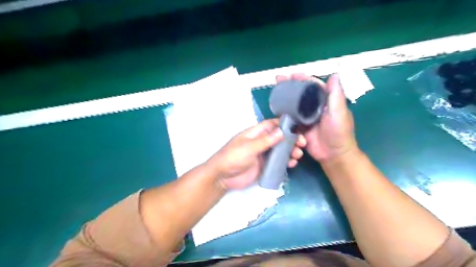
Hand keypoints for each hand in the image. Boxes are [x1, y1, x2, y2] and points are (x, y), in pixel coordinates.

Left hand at [206, 119, 306, 189]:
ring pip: (279, 150)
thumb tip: (282, 131)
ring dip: (290, 151)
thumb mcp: (249, 147)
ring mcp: (263, 154)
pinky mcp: (264, 166)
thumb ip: (265, 140)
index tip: (297, 127)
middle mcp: (260, 142)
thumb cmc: (233, 157)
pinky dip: (285, 162)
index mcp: (255, 134)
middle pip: (278, 138)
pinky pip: (277, 162)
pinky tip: (292, 164)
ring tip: (298, 155)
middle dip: (290, 139)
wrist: (222, 177)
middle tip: (302, 144)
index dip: (283, 124)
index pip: (271, 125)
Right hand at [276, 73, 356, 164]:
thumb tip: (334, 74)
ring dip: (285, 97)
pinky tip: (276, 108)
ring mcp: (306, 117)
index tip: (292, 75)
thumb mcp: (339, 112)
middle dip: (290, 86)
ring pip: (294, 104)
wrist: (333, 154)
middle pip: (301, 93)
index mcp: (326, 101)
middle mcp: (315, 107)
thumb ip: (335, 94)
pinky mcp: (300, 127)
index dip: (303, 79)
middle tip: (279, 79)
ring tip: (275, 91)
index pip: (313, 86)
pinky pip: (290, 118)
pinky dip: (283, 112)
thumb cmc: (339, 132)